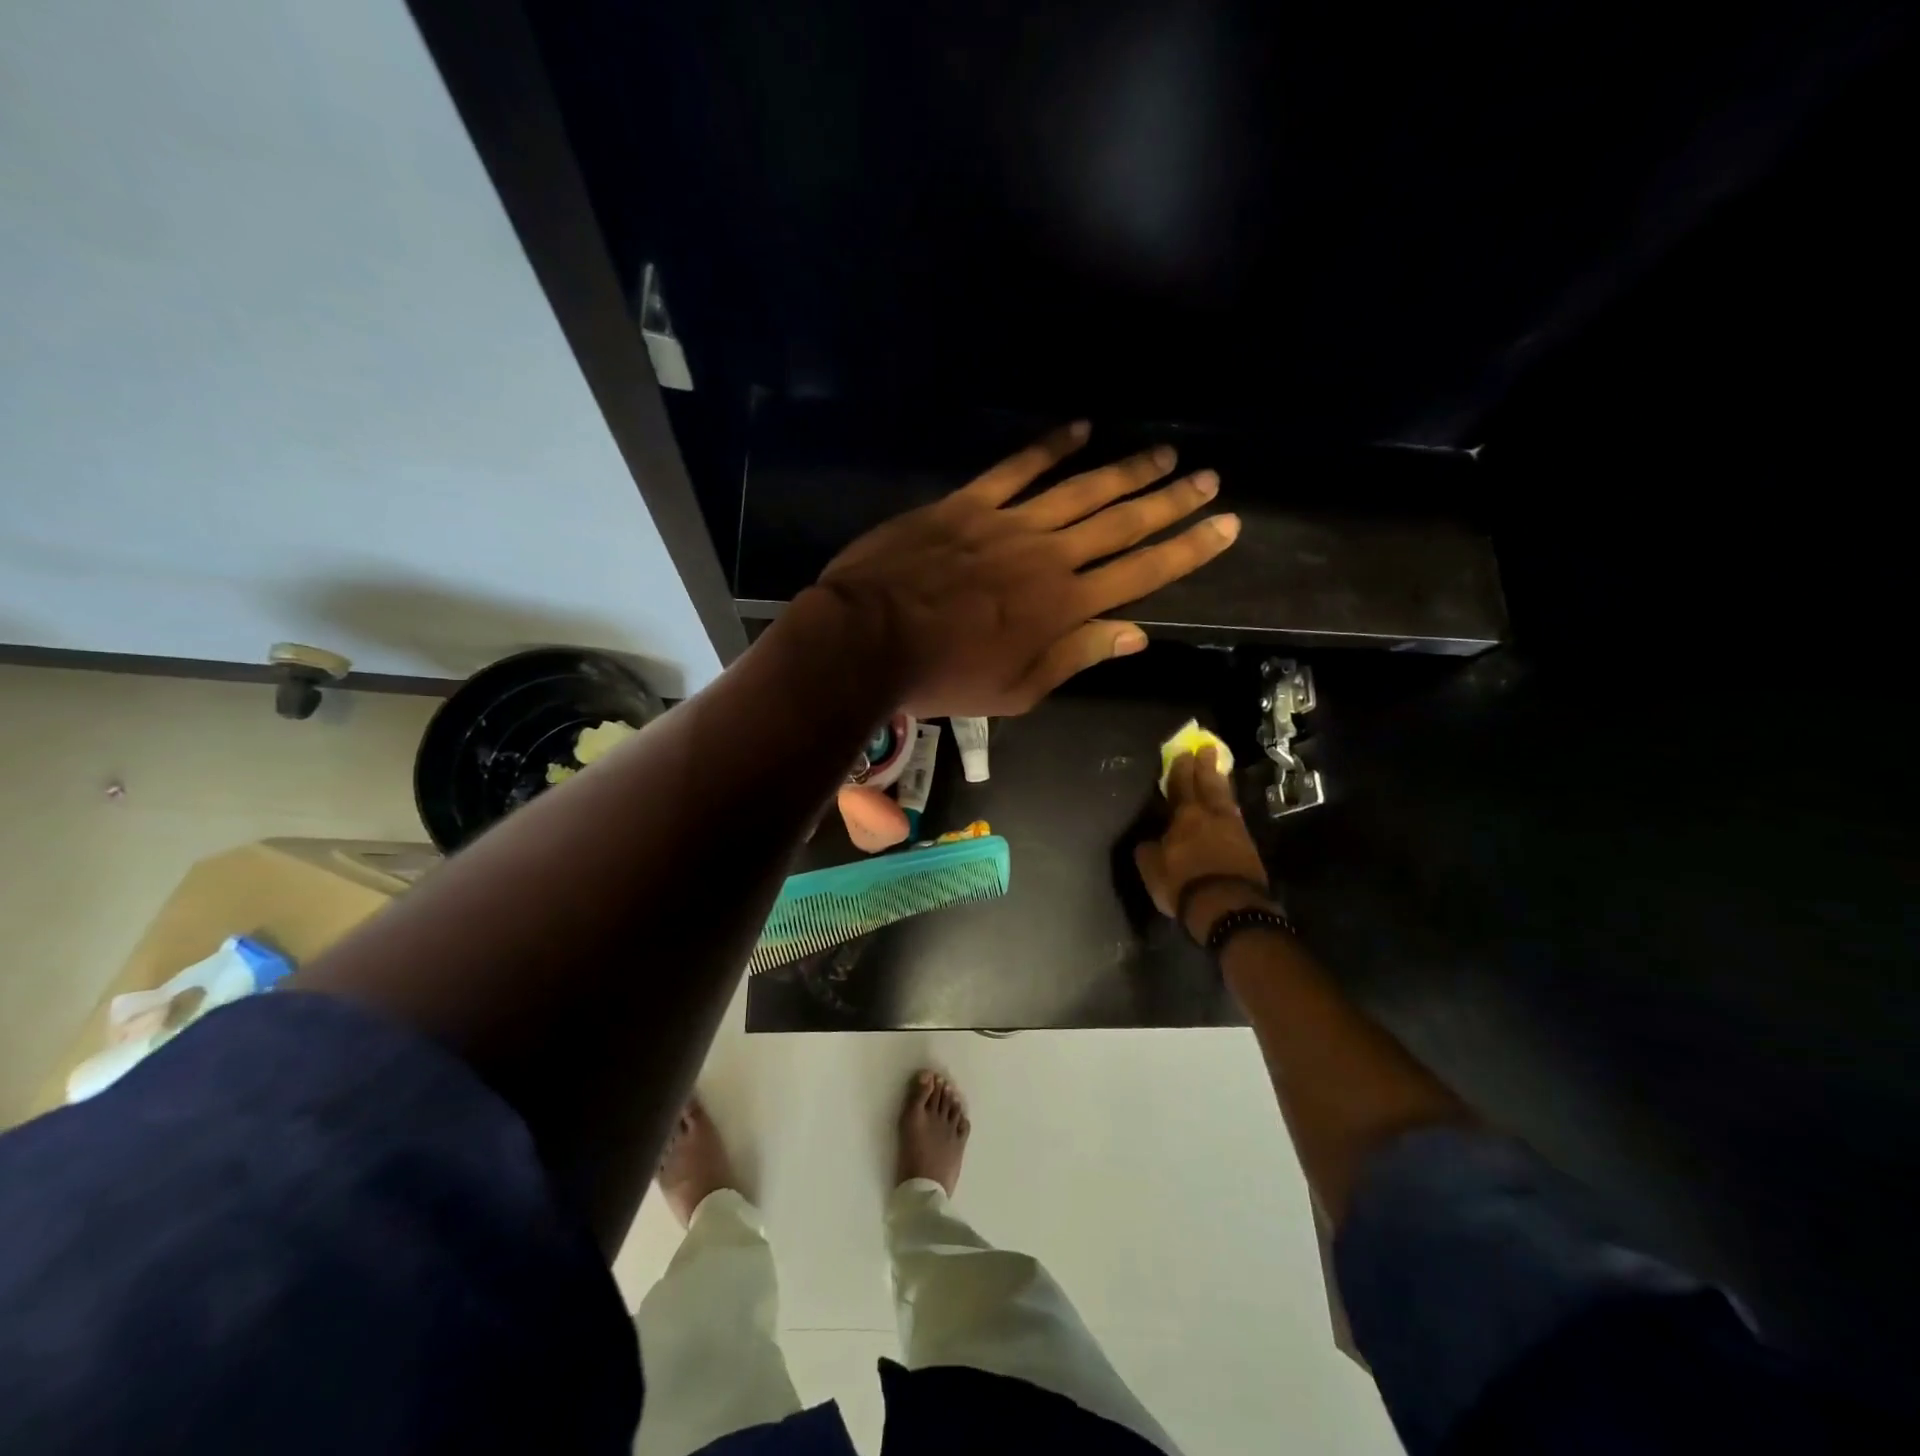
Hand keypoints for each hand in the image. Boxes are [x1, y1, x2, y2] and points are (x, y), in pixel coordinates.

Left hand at [813, 423, 1238, 716]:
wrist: (868, 640)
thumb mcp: (1016, 691)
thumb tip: (1136, 633)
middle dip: (1170, 500)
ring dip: (1126, 470)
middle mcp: (1049, 557)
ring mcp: (1008, 524)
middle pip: (1122, 522)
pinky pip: (1017, 468)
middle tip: (1209, 477)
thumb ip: (1076, 658)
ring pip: (1081, 489)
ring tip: (1163, 453)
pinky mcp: (968, 504)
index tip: (1225, 524)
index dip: (1188, 548)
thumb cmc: (943, 677)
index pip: (1142, 572)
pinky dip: (1049, 447)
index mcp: (1064, 607)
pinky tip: (1080, 428)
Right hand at [1134, 747, 1274, 942]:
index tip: (1183, 752)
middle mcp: (1211, 816)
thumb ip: (1148, 850)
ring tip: (1220, 771)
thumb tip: (1148, 840)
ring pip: (1226, 799)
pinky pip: (1236, 816)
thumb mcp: (1152, 868)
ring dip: (1222, 783)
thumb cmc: (1183, 883)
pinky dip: (1231, 806)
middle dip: (1206, 767)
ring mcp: (1234, 829)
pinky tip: (1229, 806)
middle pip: (1209, 785)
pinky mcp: (1249, 846)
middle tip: (1207, 748)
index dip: (1180, 769)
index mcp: (1185, 816)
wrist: (1228, 906)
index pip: (1181, 786)